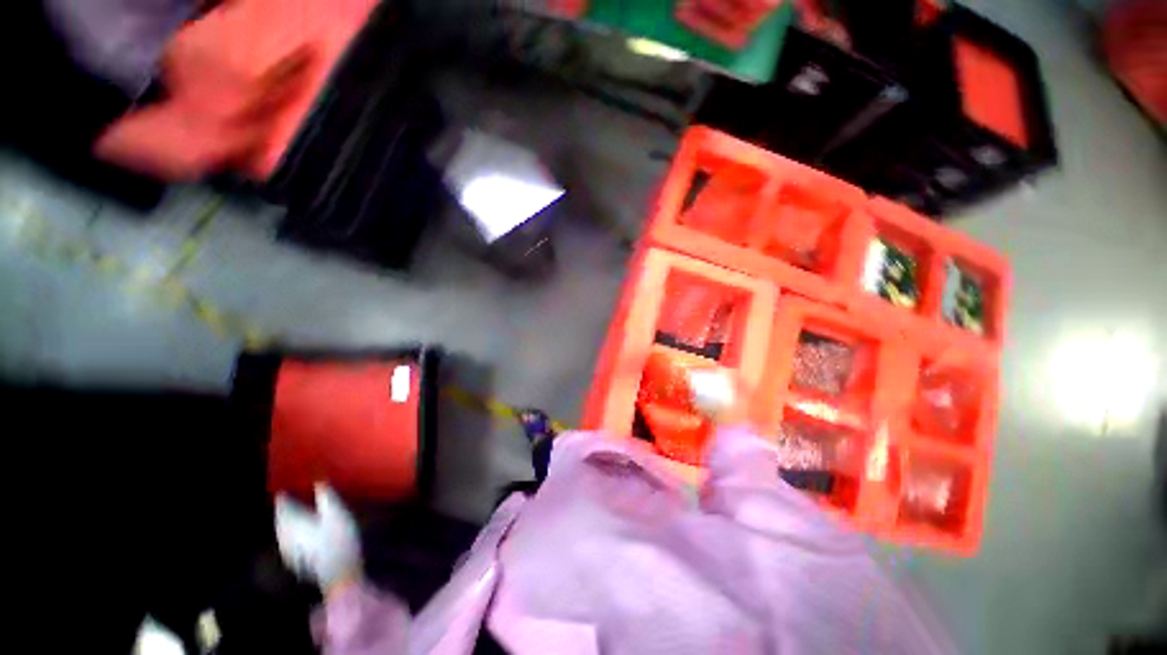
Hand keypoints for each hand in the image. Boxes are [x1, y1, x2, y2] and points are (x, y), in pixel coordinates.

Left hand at [274, 484, 360, 593]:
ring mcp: (289, 550)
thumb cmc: (339, 539)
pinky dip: (291, 533)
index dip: (284, 496)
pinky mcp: (296, 560)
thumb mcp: (337, 512)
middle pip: (281, 519)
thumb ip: (325, 495)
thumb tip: (318, 480)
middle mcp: (285, 535)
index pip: (283, 506)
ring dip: (286, 521)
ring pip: (283, 531)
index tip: (285, 489)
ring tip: (295, 514)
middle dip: (284, 509)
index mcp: (293, 521)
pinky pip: (288, 541)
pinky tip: (299, 534)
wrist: (339, 573)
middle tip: (290, 499)